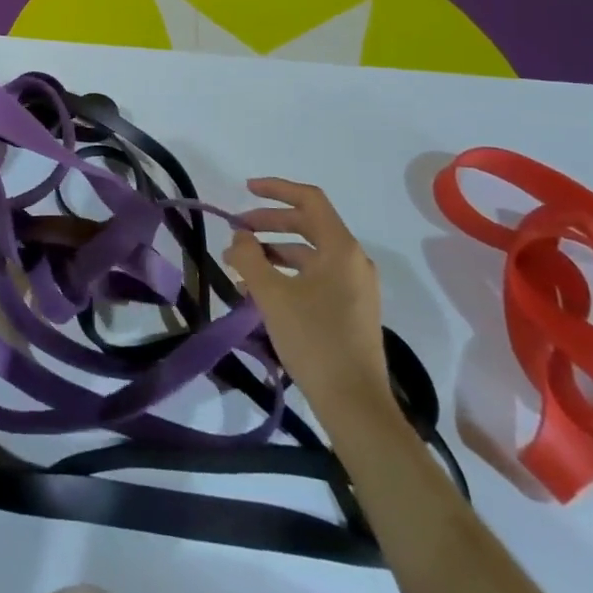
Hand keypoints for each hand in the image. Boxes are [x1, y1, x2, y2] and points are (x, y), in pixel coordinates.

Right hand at [225, 178, 398, 427]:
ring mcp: (355, 287)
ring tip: (242, 263)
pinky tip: (263, 289)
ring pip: (311, 253)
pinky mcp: (351, 310)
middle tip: (237, 230)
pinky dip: (288, 272)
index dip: (277, 189)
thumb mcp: (272, 295)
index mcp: (341, 249)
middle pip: (309, 225)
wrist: (354, 403)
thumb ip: (250, 258)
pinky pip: (316, 276)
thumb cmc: (314, 340)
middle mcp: (353, 261)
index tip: (246, 189)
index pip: (310, 200)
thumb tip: (239, 237)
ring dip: (275, 250)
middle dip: (269, 223)